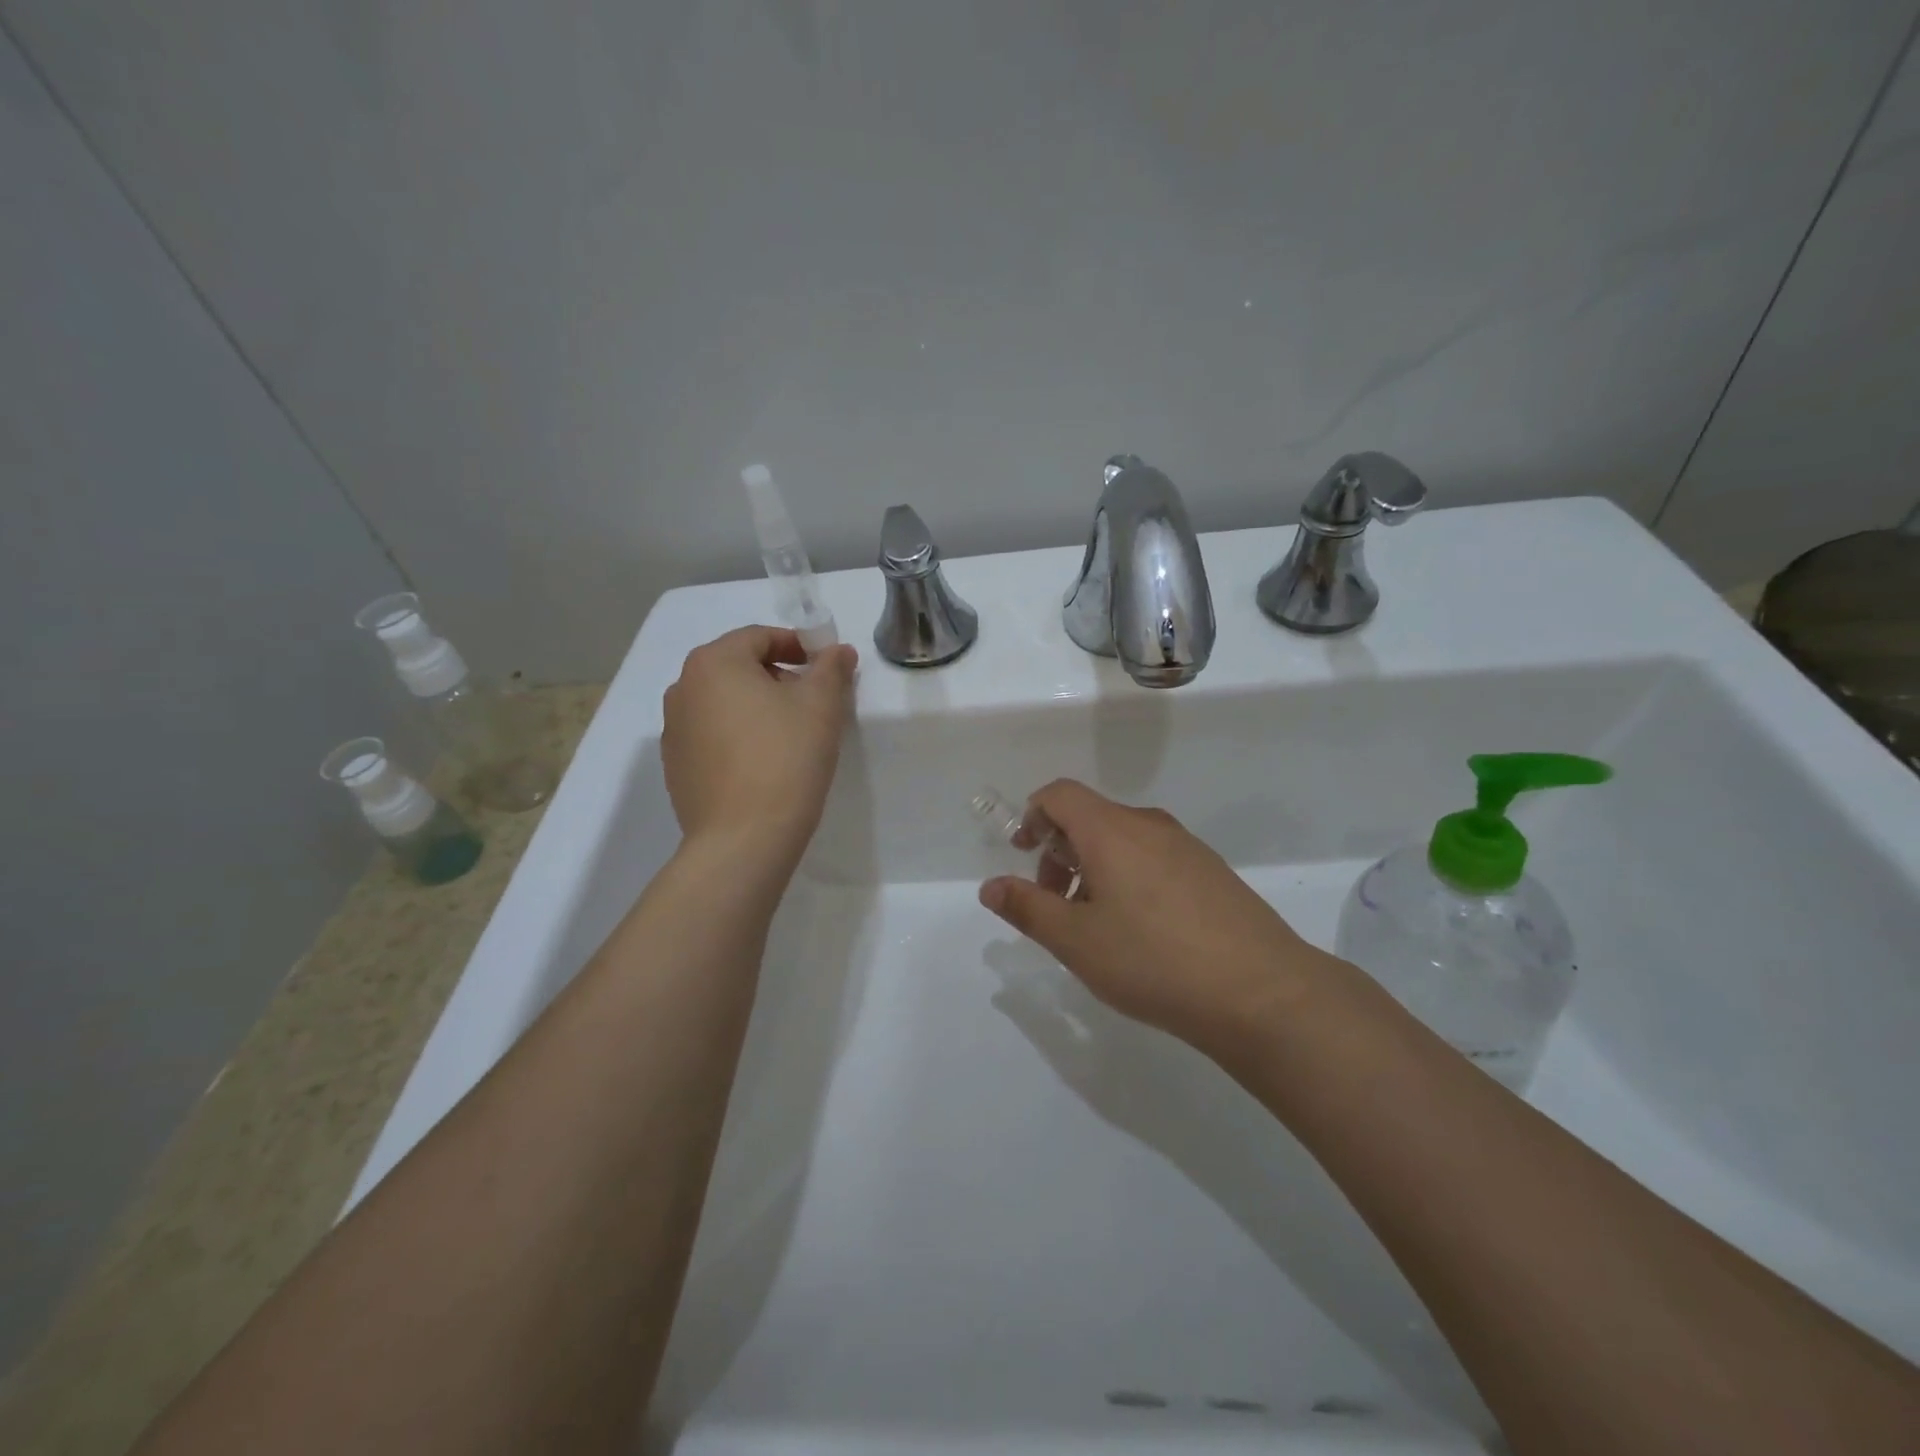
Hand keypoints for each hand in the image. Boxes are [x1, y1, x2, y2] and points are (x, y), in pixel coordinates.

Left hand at [661, 626, 856, 861]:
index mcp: (713, 663)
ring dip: (757, 706)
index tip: (826, 667)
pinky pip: (712, 735)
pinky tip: (764, 762)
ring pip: (723, 702)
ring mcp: (674, 729)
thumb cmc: (785, 758)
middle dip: (777, 676)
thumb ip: (831, 668)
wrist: (743, 839)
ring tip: (790, 734)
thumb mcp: (821, 706)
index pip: (760, 637)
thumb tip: (838, 651)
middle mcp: (683, 688)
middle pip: (738, 667)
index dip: (798, 645)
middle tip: (813, 701)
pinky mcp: (676, 766)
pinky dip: (738, 735)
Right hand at [979, 779, 1335, 1050]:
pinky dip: (1129, 878)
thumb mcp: (1076, 941)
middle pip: (1091, 817)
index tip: (1023, 856)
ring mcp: (1187, 847)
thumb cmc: (1153, 960)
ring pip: (1124, 840)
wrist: (1262, 992)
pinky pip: (1155, 858)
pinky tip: (1141, 933)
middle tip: (1056, 906)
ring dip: (1094, 869)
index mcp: (1111, 830)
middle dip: (1060, 852)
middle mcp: (1150, 825)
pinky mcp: (1213, 872)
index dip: (1033, 816)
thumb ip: (1027, 908)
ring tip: (1096, 926)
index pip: (1060, 794)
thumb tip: (990, 886)